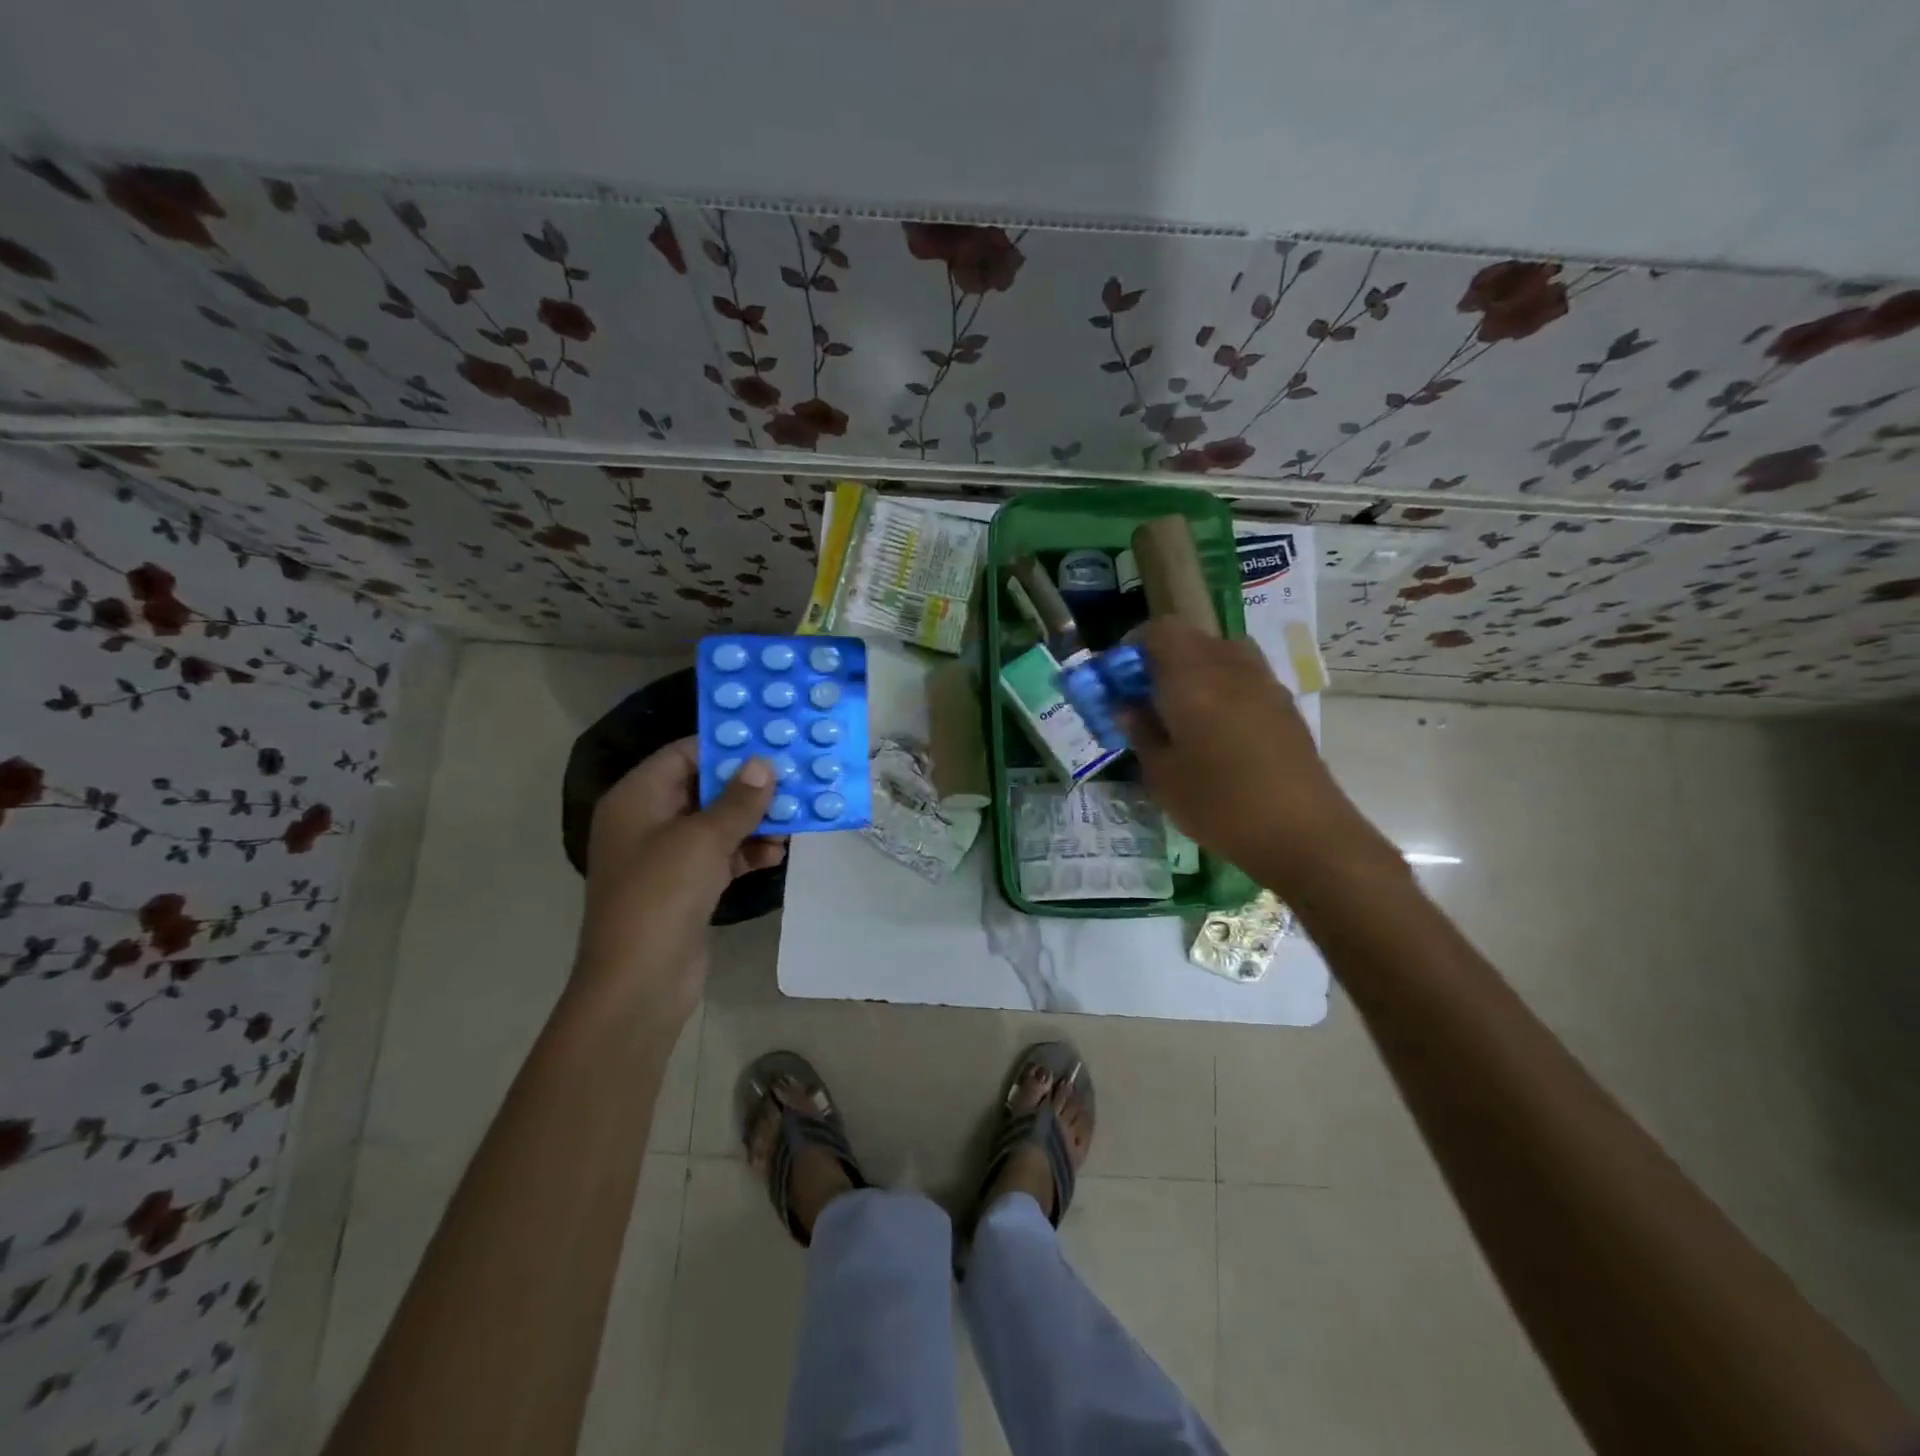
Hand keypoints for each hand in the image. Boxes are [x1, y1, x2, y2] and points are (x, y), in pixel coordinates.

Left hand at [573, 740, 784, 1026]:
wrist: (640, 982)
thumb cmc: (662, 895)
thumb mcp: (703, 839)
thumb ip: (738, 800)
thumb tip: (765, 763)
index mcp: (637, 799)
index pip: (683, 754)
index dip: (726, 746)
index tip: (770, 739)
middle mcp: (648, 821)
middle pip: (704, 788)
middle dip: (749, 785)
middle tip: (795, 774)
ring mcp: (667, 857)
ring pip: (717, 823)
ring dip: (755, 820)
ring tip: (798, 814)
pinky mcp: (685, 887)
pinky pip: (721, 856)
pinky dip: (748, 851)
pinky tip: (780, 852)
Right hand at [1120, 619, 1388, 894]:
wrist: (1302, 832)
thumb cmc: (1219, 804)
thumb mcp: (1161, 775)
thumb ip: (1140, 731)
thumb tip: (1126, 706)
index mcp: (1191, 677)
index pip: (1159, 631)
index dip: (1133, 646)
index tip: (1119, 678)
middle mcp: (1228, 666)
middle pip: (1191, 637)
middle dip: (1162, 658)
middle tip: (1145, 696)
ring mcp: (1263, 682)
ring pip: (1221, 652)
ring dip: (1196, 668)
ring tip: (1183, 709)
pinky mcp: (1284, 704)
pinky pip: (1244, 675)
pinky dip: (1223, 685)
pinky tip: (1217, 728)